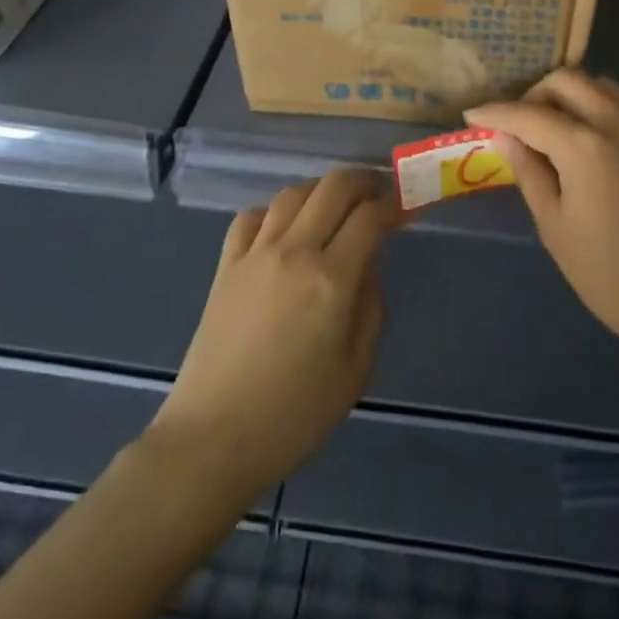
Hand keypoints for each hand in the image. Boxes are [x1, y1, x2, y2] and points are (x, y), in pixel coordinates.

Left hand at [148, 169, 394, 503]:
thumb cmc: (294, 415)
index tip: (405, 208)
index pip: (369, 217)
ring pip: (292, 193)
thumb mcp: (355, 371)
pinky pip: (251, 217)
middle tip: (378, 192)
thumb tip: (367, 268)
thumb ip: (370, 309)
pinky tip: (284, 227)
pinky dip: (274, 210)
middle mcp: (294, 252)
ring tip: (336, 204)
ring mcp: (254, 254)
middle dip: (363, 180)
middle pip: (332, 187)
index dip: (393, 205)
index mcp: (331, 280)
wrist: (213, 438)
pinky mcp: (225, 265)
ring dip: (321, 189)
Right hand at [468, 70, 618, 367]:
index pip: (528, 114)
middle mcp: (617, 122)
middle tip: (514, 127)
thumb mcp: (557, 229)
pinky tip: (580, 141)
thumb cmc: (615, 276)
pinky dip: (592, 106)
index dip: (494, 113)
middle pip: (566, 81)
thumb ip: (530, 173)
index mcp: (585, 146)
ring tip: (546, 131)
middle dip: (532, 95)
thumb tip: (508, 138)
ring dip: (565, 96)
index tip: (470, 115)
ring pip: (597, 86)